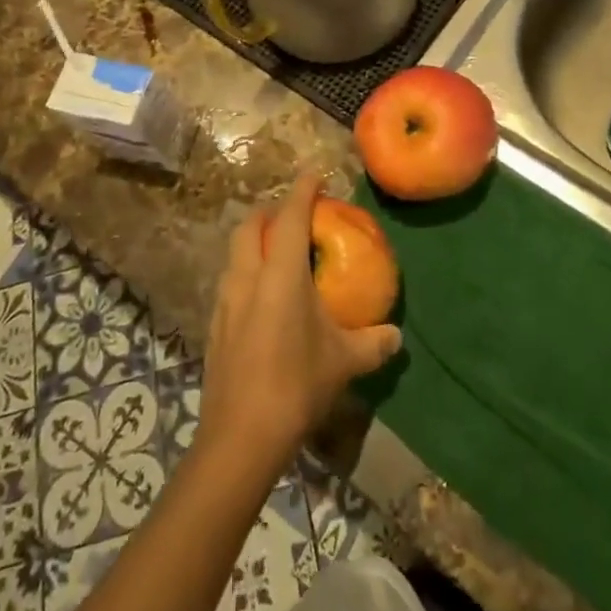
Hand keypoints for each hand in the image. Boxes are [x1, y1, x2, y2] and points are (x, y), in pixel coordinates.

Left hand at [197, 170, 401, 473]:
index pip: (291, 216)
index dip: (303, 190)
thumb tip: (395, 336)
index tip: (314, 174)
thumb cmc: (296, 385)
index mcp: (280, 273)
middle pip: (251, 225)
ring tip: (279, 253)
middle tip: (295, 216)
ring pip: (235, 252)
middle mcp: (247, 276)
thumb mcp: (344, 362)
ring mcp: (225, 299)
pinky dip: (247, 271)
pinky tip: (263, 297)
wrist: (240, 436)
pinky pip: (230, 280)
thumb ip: (373, 344)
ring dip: (255, 241)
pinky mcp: (215, 324)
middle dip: (271, 211)